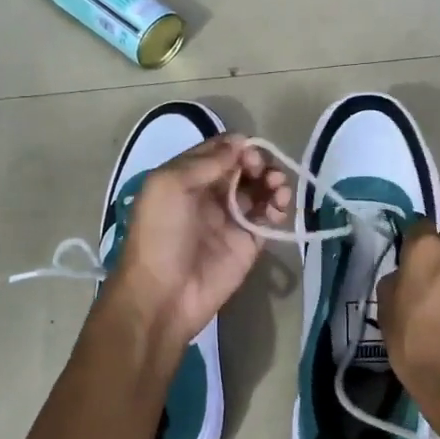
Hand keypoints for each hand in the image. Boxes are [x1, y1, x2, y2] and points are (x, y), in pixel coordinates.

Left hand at [103, 135, 291, 349]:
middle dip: (259, 163)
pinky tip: (278, 209)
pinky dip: (279, 208)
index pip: (220, 150)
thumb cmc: (160, 235)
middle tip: (263, 172)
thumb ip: (206, 162)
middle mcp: (210, 194)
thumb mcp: (169, 186)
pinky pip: (269, 217)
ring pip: (260, 189)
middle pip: (244, 167)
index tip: (249, 155)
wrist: (163, 295)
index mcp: (187, 177)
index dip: (238, 147)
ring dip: (273, 182)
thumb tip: (241, 143)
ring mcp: (231, 218)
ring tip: (278, 189)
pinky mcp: (249, 242)